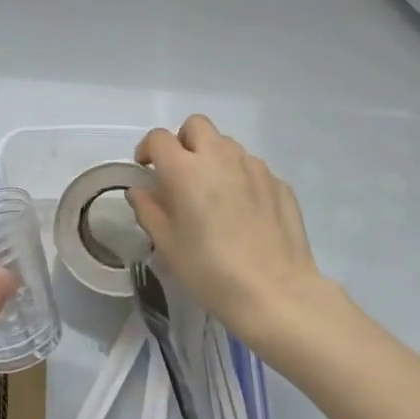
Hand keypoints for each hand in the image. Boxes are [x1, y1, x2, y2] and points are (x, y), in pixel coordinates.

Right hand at [128, 116, 336, 347]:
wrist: (274, 292)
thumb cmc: (209, 270)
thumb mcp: (166, 244)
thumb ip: (148, 209)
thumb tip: (140, 190)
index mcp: (185, 169)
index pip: (159, 138)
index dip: (147, 149)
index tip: (146, 169)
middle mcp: (220, 157)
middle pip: (197, 126)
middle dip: (184, 142)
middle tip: (181, 173)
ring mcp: (254, 167)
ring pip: (227, 145)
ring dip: (214, 159)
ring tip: (214, 194)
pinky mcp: (279, 183)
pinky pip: (252, 168)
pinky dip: (240, 179)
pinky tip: (243, 212)